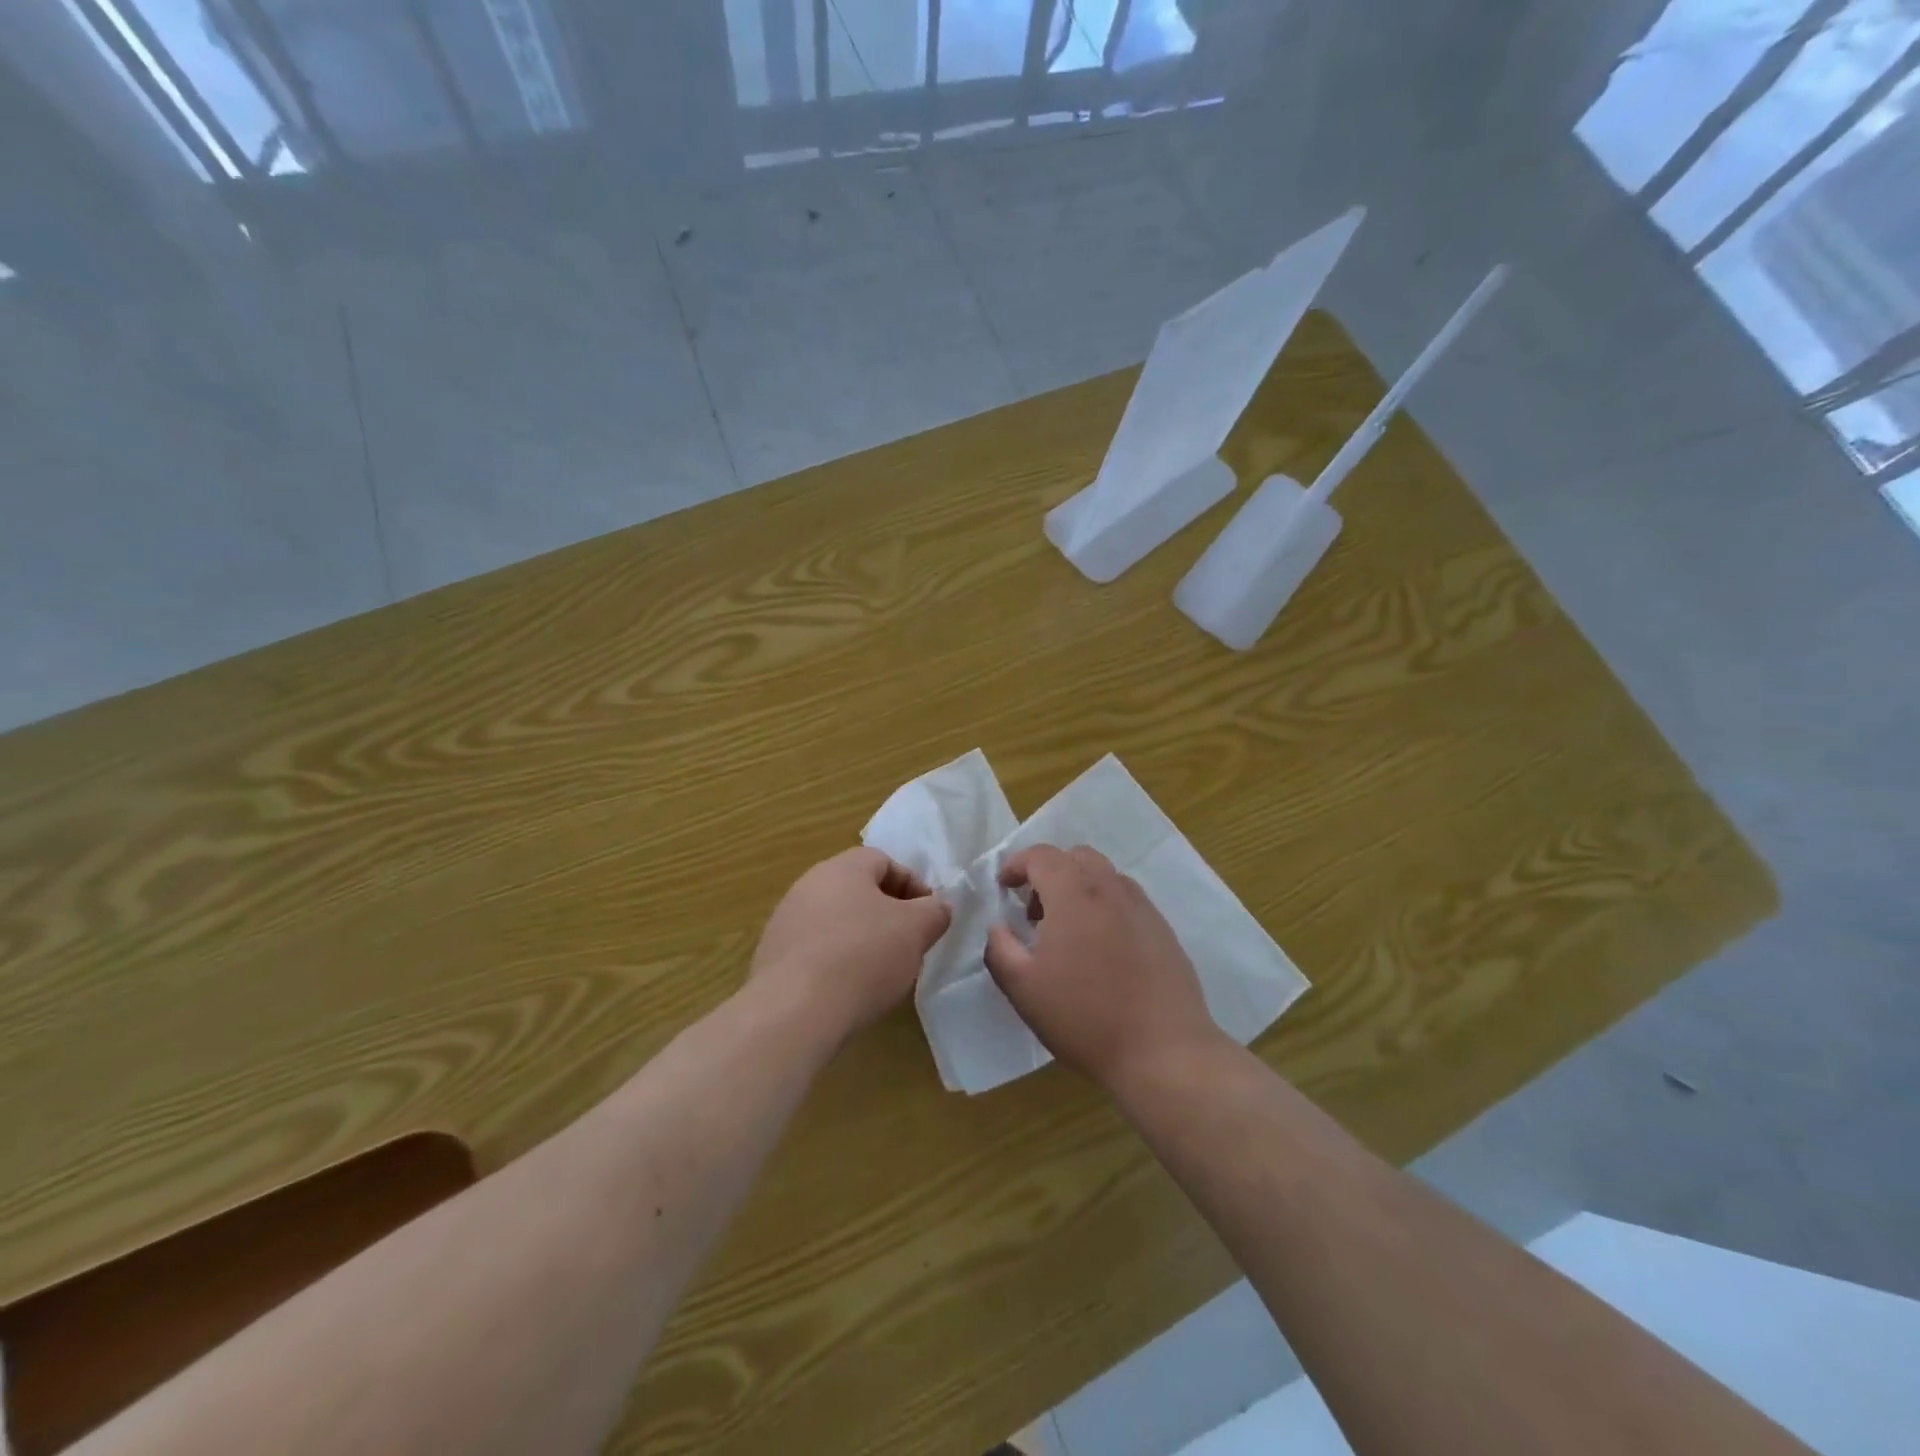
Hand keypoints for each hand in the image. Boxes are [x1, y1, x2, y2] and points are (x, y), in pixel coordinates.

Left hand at [748, 847, 951, 1047]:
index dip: (912, 885)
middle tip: (908, 943)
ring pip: (835, 920)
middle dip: (887, 913)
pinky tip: (848, 990)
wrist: (794, 1012)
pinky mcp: (772, 957)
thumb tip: (938, 906)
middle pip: (858, 890)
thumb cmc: (863, 957)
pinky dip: (835, 962)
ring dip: (861, 938)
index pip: (884, 861)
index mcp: (842, 868)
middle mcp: (808, 885)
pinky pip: (814, 950)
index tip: (929, 917)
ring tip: (880, 972)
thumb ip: (934, 912)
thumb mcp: (916, 930)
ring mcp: (785, 921)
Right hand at [984, 845, 1224, 1088]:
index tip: (1004, 888)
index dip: (1017, 864)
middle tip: (1034, 911)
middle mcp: (1110, 889)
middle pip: (1076, 857)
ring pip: (1104, 876)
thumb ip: (1000, 948)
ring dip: (1078, 887)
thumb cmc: (1084, 1016)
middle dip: (1049, 873)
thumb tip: (998, 927)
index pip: (1041, 855)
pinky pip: (1126, 899)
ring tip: (1068, 931)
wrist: (1162, 1050)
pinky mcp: (1162, 929)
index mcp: (1074, 894)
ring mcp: (1142, 907)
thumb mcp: (1024, 988)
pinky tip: (1101, 949)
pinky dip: (1104, 906)